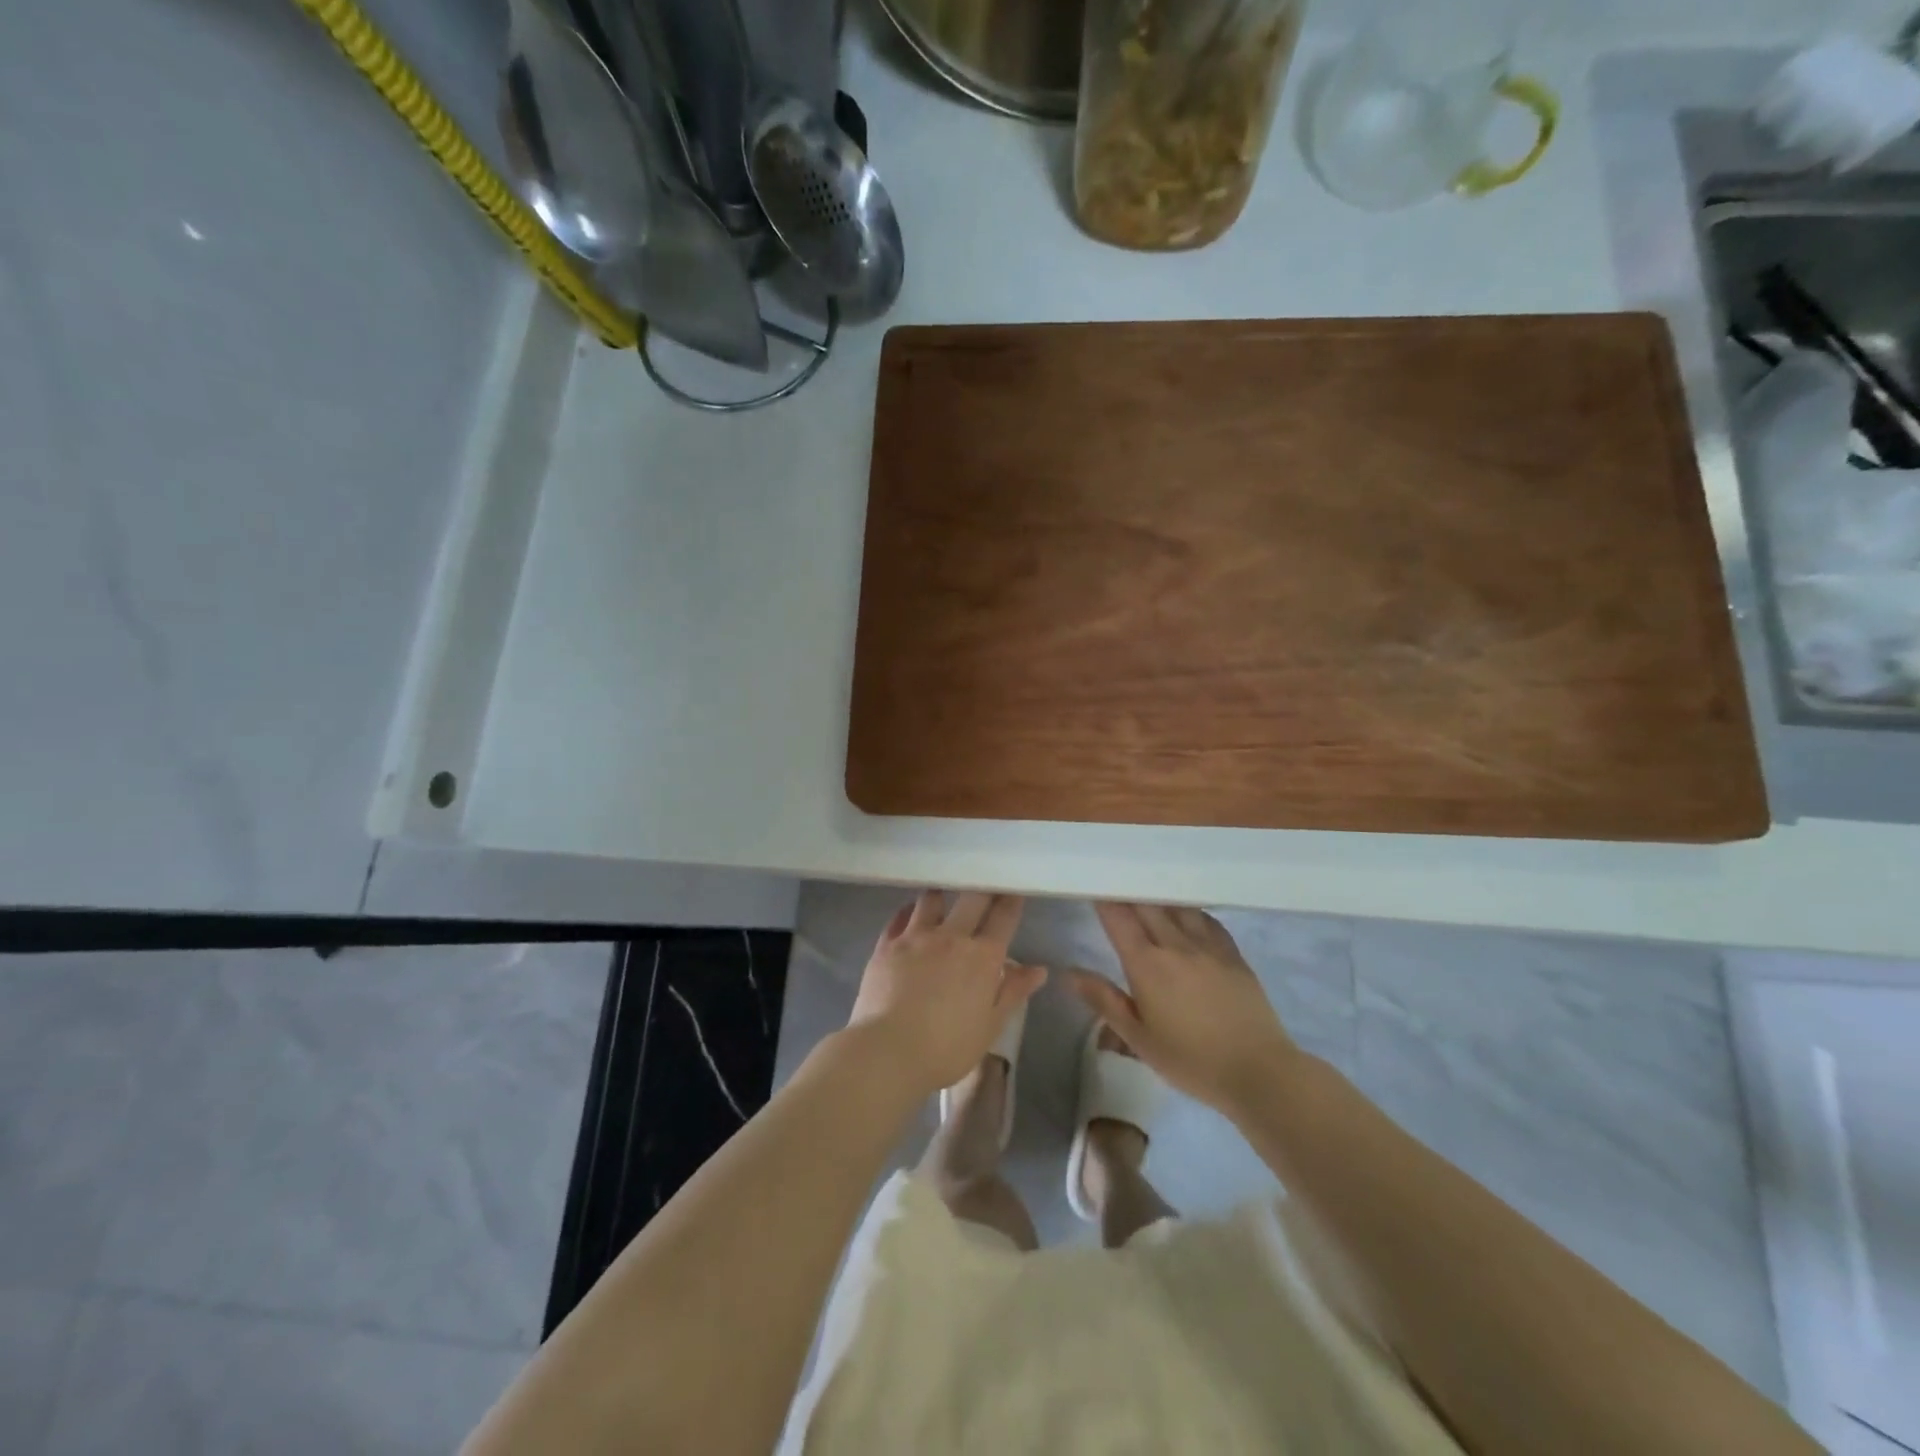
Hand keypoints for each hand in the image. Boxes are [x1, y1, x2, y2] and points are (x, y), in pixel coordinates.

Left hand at [845, 890, 1042, 1097]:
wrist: (888, 1051)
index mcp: (982, 957)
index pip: (1003, 917)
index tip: (1014, 887)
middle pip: (972, 898)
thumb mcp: (990, 1025)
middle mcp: (951, 937)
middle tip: (985, 881)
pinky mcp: (887, 944)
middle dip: (983, 887)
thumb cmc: (947, 1047)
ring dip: (942, 894)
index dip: (1011, 899)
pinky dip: (909, 911)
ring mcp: (915, 937)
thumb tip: (1039, 969)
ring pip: (932, 900)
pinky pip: (900, 917)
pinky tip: (911, 912)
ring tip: (944, 893)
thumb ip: (1013, 992)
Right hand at [1070, 903, 1295, 1114]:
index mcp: (1147, 965)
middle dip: (1128, 893)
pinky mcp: (1233, 954)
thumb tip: (1069, 973)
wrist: (1258, 1071)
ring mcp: (1208, 946)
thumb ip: (1104, 1000)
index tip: (1094, 889)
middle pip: (1147, 905)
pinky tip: (1187, 915)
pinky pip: (1207, 920)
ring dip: (1159, 898)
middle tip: (1117, 887)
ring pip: (1178, 906)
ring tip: (1149, 895)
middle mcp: (1175, 944)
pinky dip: (1190, 911)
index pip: (1118, 918)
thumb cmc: (1191, 1061)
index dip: (1104, 900)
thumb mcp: (1139, 1039)